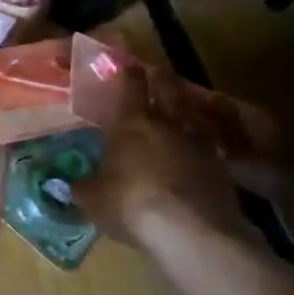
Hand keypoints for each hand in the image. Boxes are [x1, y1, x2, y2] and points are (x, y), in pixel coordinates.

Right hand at [73, 59, 266, 259]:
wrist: (193, 233)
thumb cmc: (131, 204)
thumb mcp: (93, 199)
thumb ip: (83, 187)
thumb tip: (71, 184)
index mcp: (131, 122)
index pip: (130, 84)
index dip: (127, 70)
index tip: (125, 61)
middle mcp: (167, 122)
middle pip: (168, 87)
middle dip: (161, 77)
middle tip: (156, 72)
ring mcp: (200, 142)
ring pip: (194, 110)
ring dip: (186, 104)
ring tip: (180, 106)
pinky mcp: (223, 166)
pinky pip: (212, 141)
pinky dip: (205, 139)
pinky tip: (199, 148)